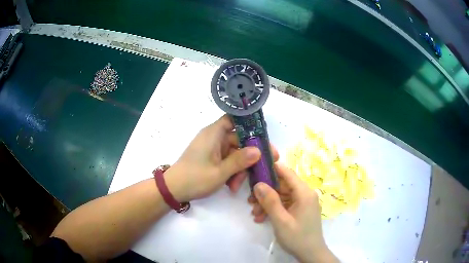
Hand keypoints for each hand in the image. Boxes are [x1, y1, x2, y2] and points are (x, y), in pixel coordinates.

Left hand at [164, 115, 278, 201]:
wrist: (173, 190)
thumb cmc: (195, 178)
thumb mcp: (220, 172)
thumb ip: (240, 161)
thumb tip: (258, 150)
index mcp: (214, 133)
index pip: (233, 119)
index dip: (248, 124)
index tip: (263, 136)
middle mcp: (214, 138)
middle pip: (239, 139)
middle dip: (249, 155)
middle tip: (266, 165)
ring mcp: (213, 149)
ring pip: (234, 153)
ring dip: (239, 168)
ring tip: (237, 185)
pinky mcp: (211, 159)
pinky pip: (227, 161)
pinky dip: (231, 172)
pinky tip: (231, 186)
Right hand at [252, 163, 338, 262]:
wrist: (310, 254)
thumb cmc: (297, 237)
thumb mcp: (281, 220)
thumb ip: (270, 201)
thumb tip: (258, 184)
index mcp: (304, 193)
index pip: (287, 173)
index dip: (272, 169)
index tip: (255, 171)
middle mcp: (305, 194)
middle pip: (282, 186)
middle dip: (265, 193)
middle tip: (250, 201)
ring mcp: (302, 203)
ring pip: (281, 196)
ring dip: (267, 203)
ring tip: (254, 214)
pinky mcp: (300, 210)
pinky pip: (285, 205)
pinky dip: (273, 209)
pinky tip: (261, 218)